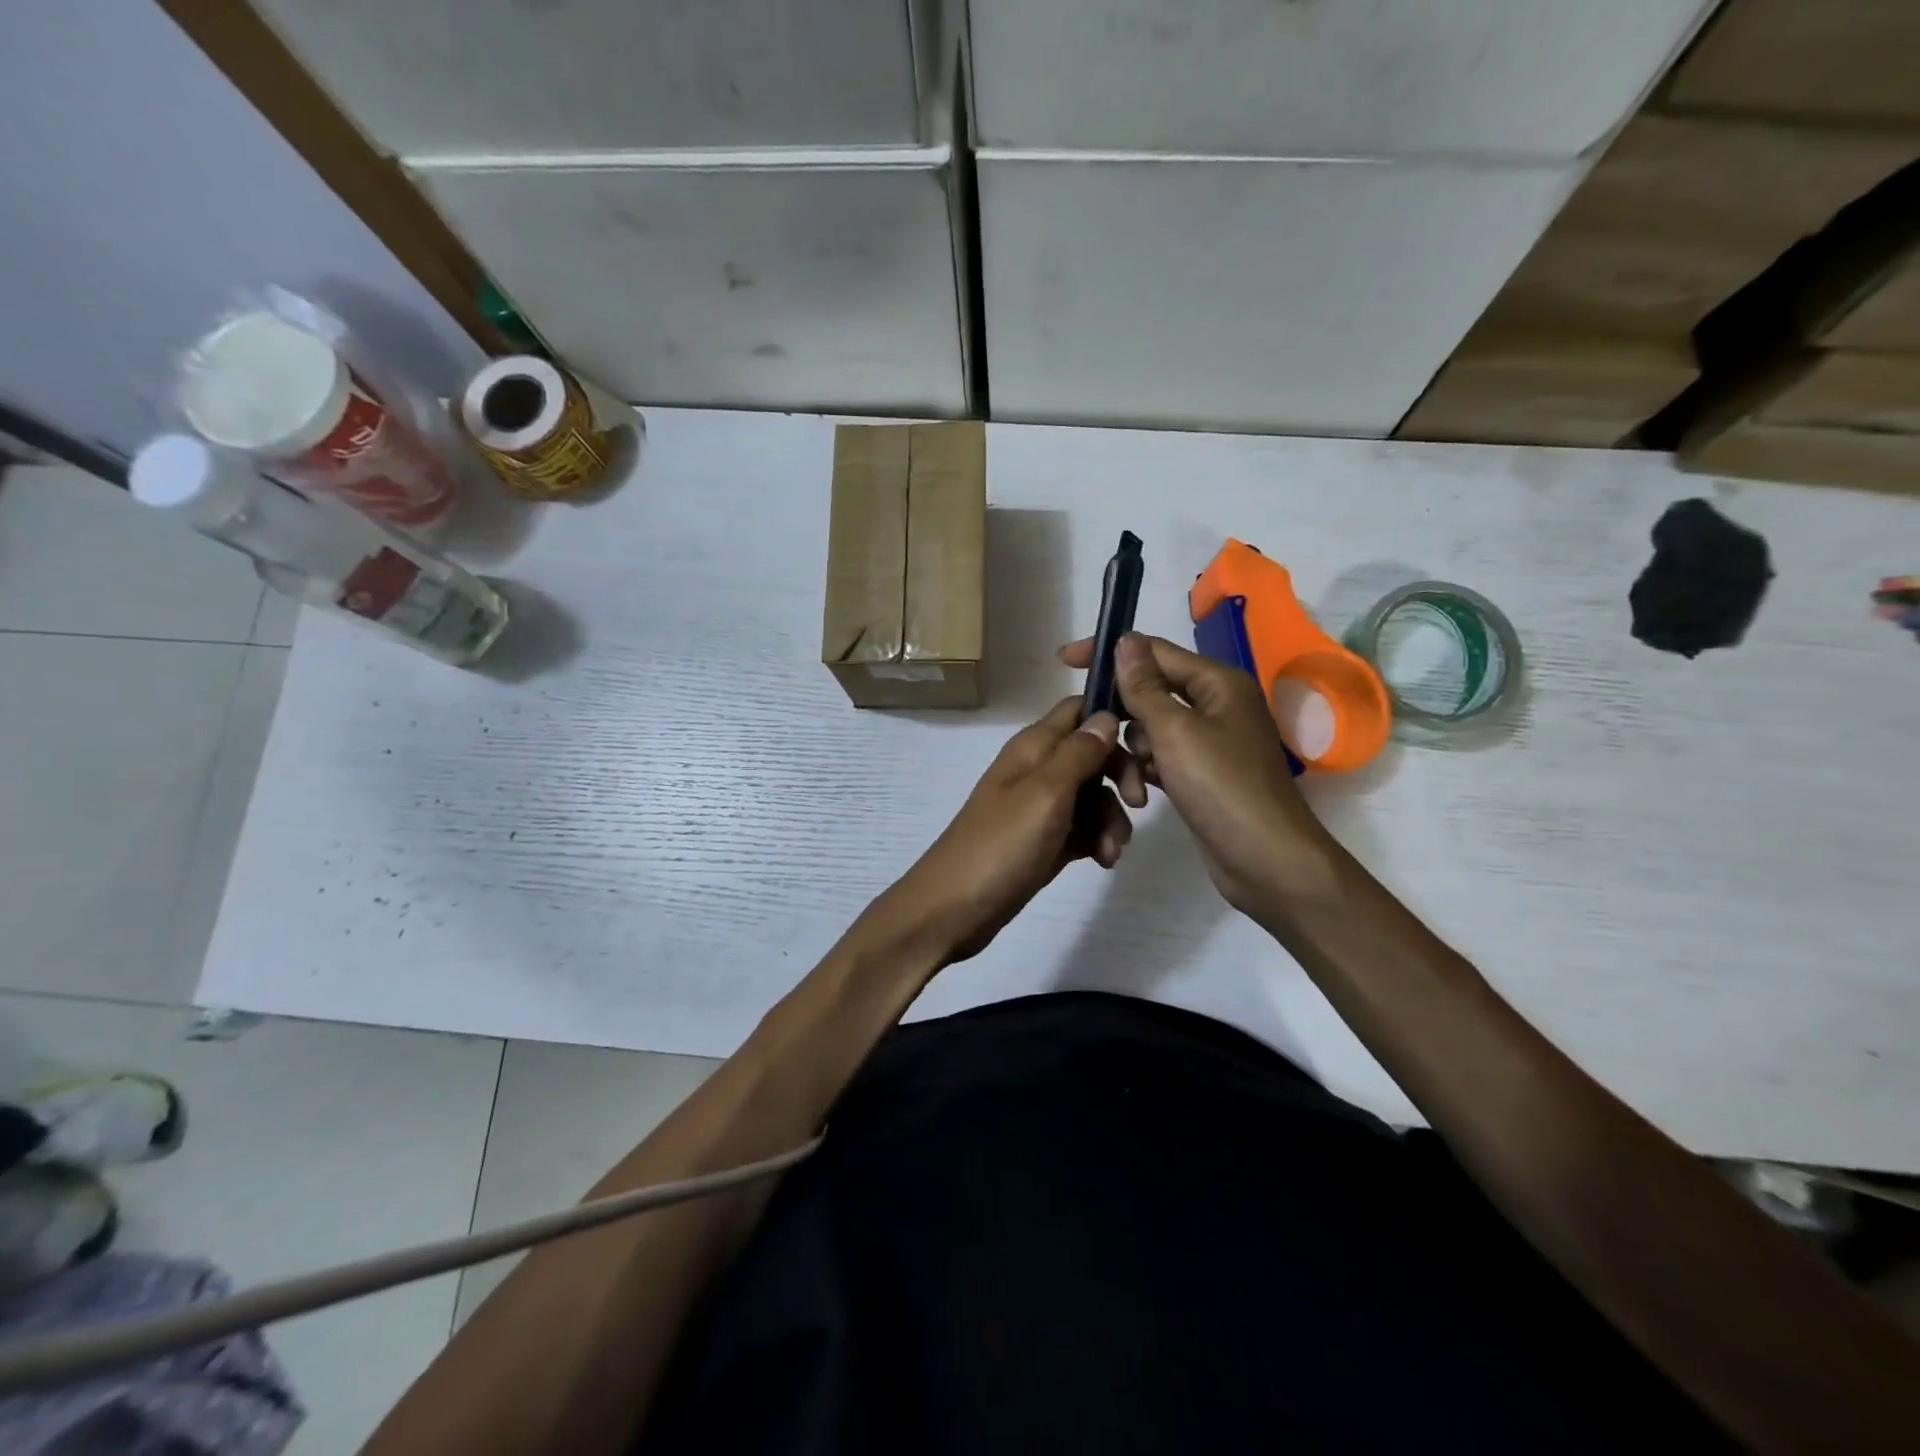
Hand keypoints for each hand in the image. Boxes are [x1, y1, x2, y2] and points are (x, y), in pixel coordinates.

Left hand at [874, 698, 1140, 963]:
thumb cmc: (1001, 845)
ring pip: (1094, 796)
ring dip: (1111, 819)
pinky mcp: (1045, 840)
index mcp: (1034, 747)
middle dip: (1121, 775)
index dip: (1113, 716)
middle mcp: (1038, 769)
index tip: (1148, 739)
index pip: (1079, 709)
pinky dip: (1098, 840)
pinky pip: (1084, 828)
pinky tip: (1103, 861)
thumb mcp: (1045, 793)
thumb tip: (1106, 715)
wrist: (955, 909)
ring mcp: (1041, 807)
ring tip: (1111, 851)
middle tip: (1137, 804)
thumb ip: (1078, 753)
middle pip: (1094, 754)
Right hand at [1060, 633, 1333, 917]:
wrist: (1266, 860)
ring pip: (1152, 728)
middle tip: (1093, 734)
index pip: (1154, 651)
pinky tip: (1139, 794)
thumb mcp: (1175, 731)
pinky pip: (1162, 757)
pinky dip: (1146, 770)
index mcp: (1218, 682)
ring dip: (1133, 751)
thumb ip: (1144, 686)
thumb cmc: (1221, 787)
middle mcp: (1216, 704)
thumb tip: (1126, 639)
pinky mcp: (1202, 773)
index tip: (1066, 662)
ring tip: (1129, 783)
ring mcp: (1211, 741)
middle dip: (1122, 713)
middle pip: (1152, 691)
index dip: (1111, 653)